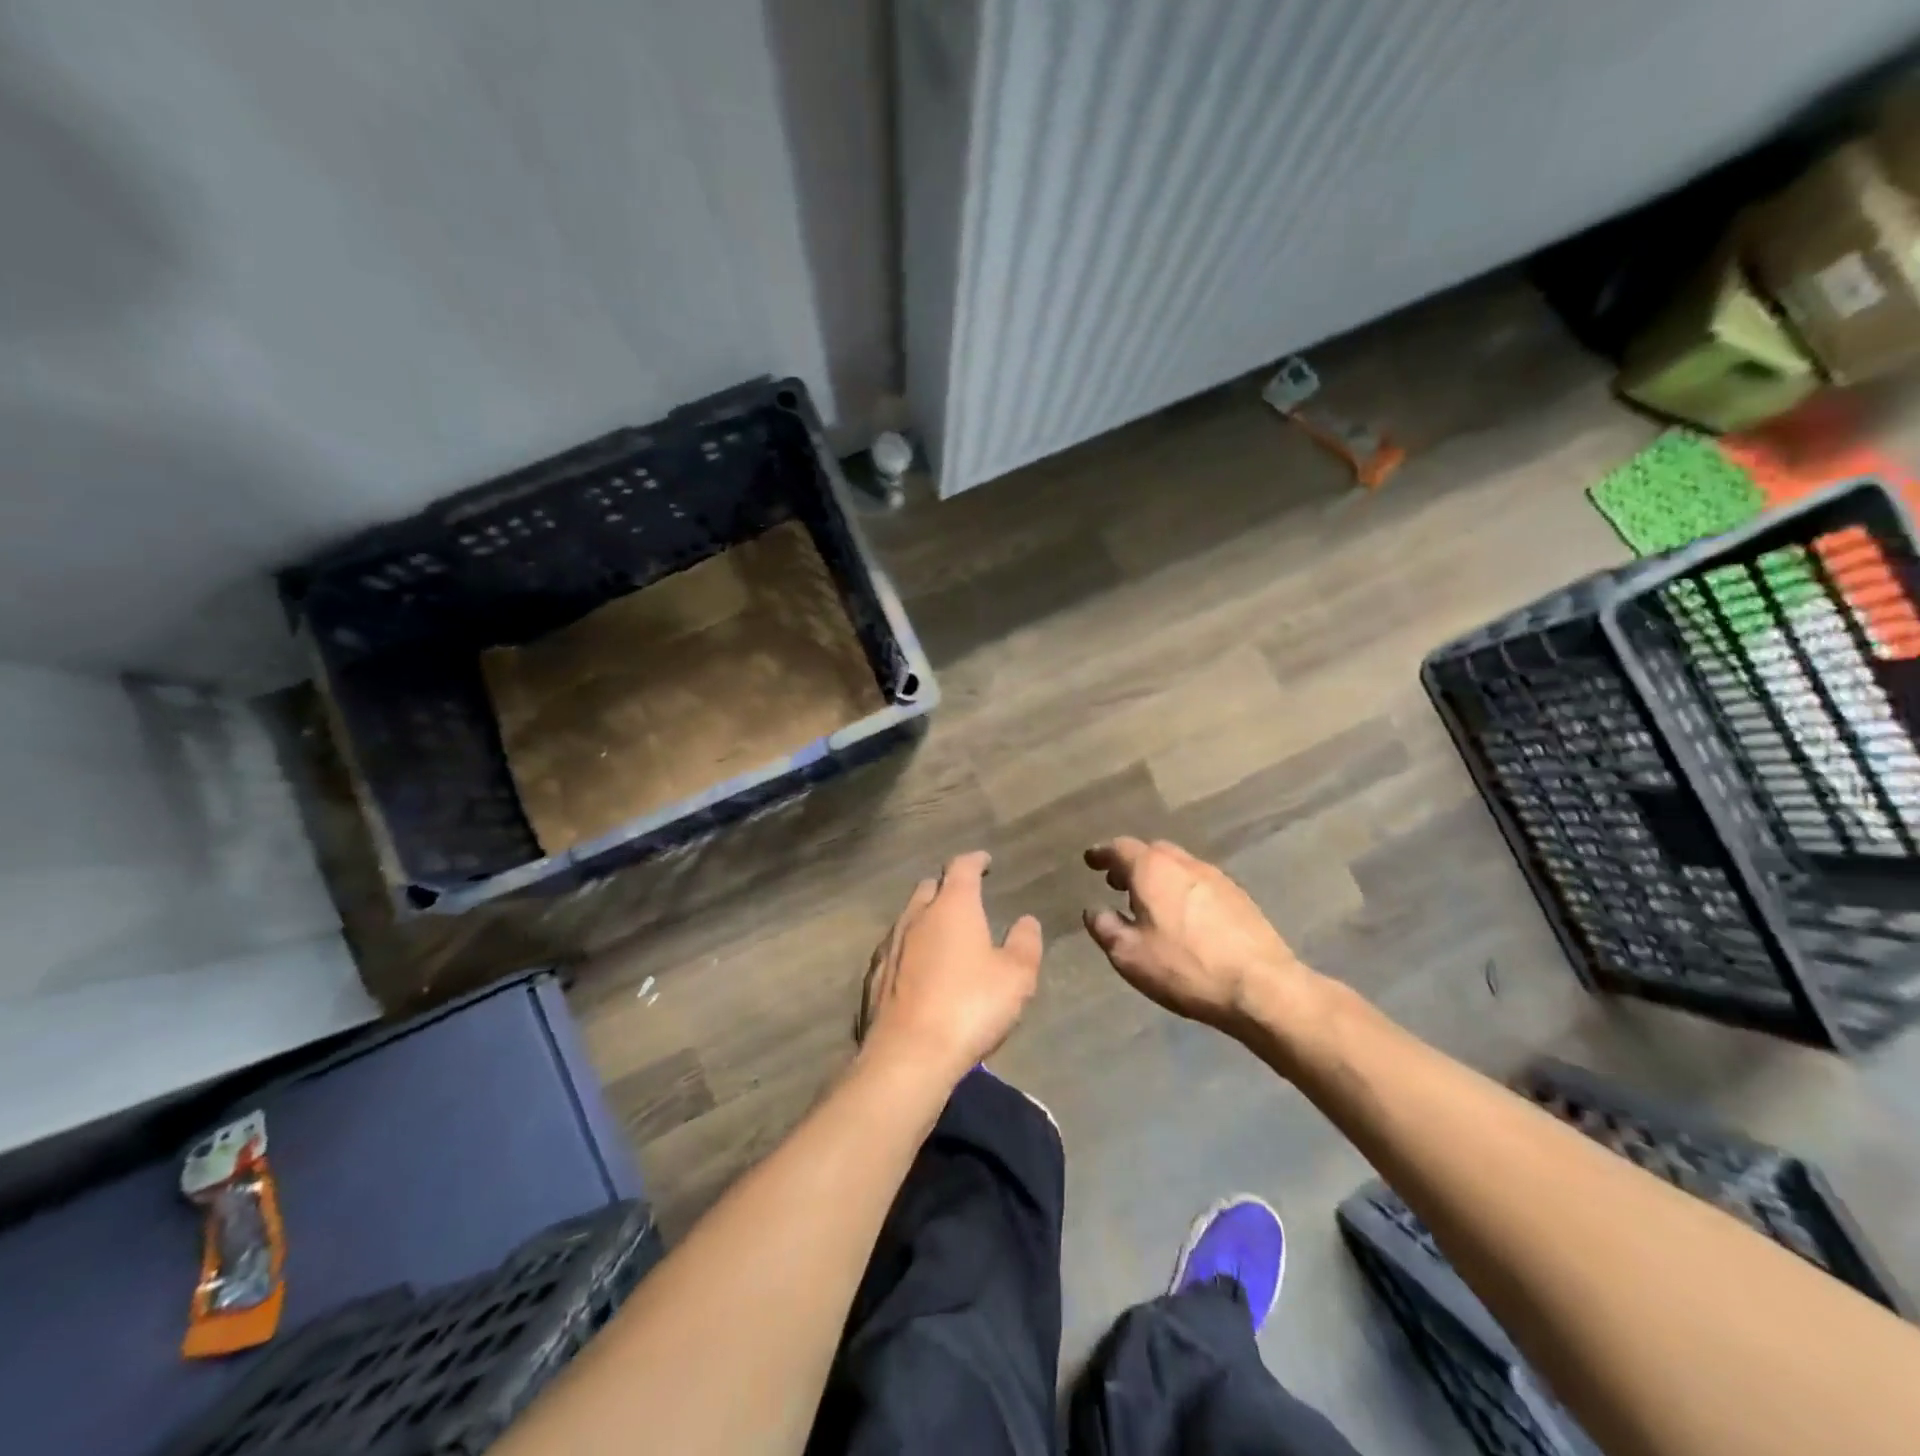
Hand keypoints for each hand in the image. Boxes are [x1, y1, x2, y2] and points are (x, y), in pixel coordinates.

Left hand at [858, 852, 1043, 1085]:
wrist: (908, 1055)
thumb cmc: (970, 1007)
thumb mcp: (1016, 977)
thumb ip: (1025, 943)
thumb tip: (1026, 920)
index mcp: (952, 907)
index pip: (961, 868)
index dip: (974, 861)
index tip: (984, 861)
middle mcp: (916, 916)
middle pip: (929, 887)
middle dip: (947, 886)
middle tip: (964, 896)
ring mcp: (890, 946)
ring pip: (909, 917)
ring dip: (926, 917)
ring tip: (943, 932)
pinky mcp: (874, 976)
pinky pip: (895, 948)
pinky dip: (911, 947)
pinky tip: (918, 966)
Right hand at [1083, 837, 1317, 1034]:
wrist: (1261, 987)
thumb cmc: (1185, 967)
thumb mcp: (1129, 955)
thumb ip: (1104, 927)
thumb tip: (1094, 910)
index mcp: (1153, 869)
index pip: (1120, 848)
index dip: (1102, 854)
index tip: (1091, 860)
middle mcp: (1184, 863)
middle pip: (1152, 852)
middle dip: (1131, 864)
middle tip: (1117, 883)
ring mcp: (1216, 878)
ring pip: (1178, 866)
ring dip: (1159, 877)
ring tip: (1149, 903)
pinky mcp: (1239, 897)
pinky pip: (1199, 883)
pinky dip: (1182, 890)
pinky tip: (1183, 918)